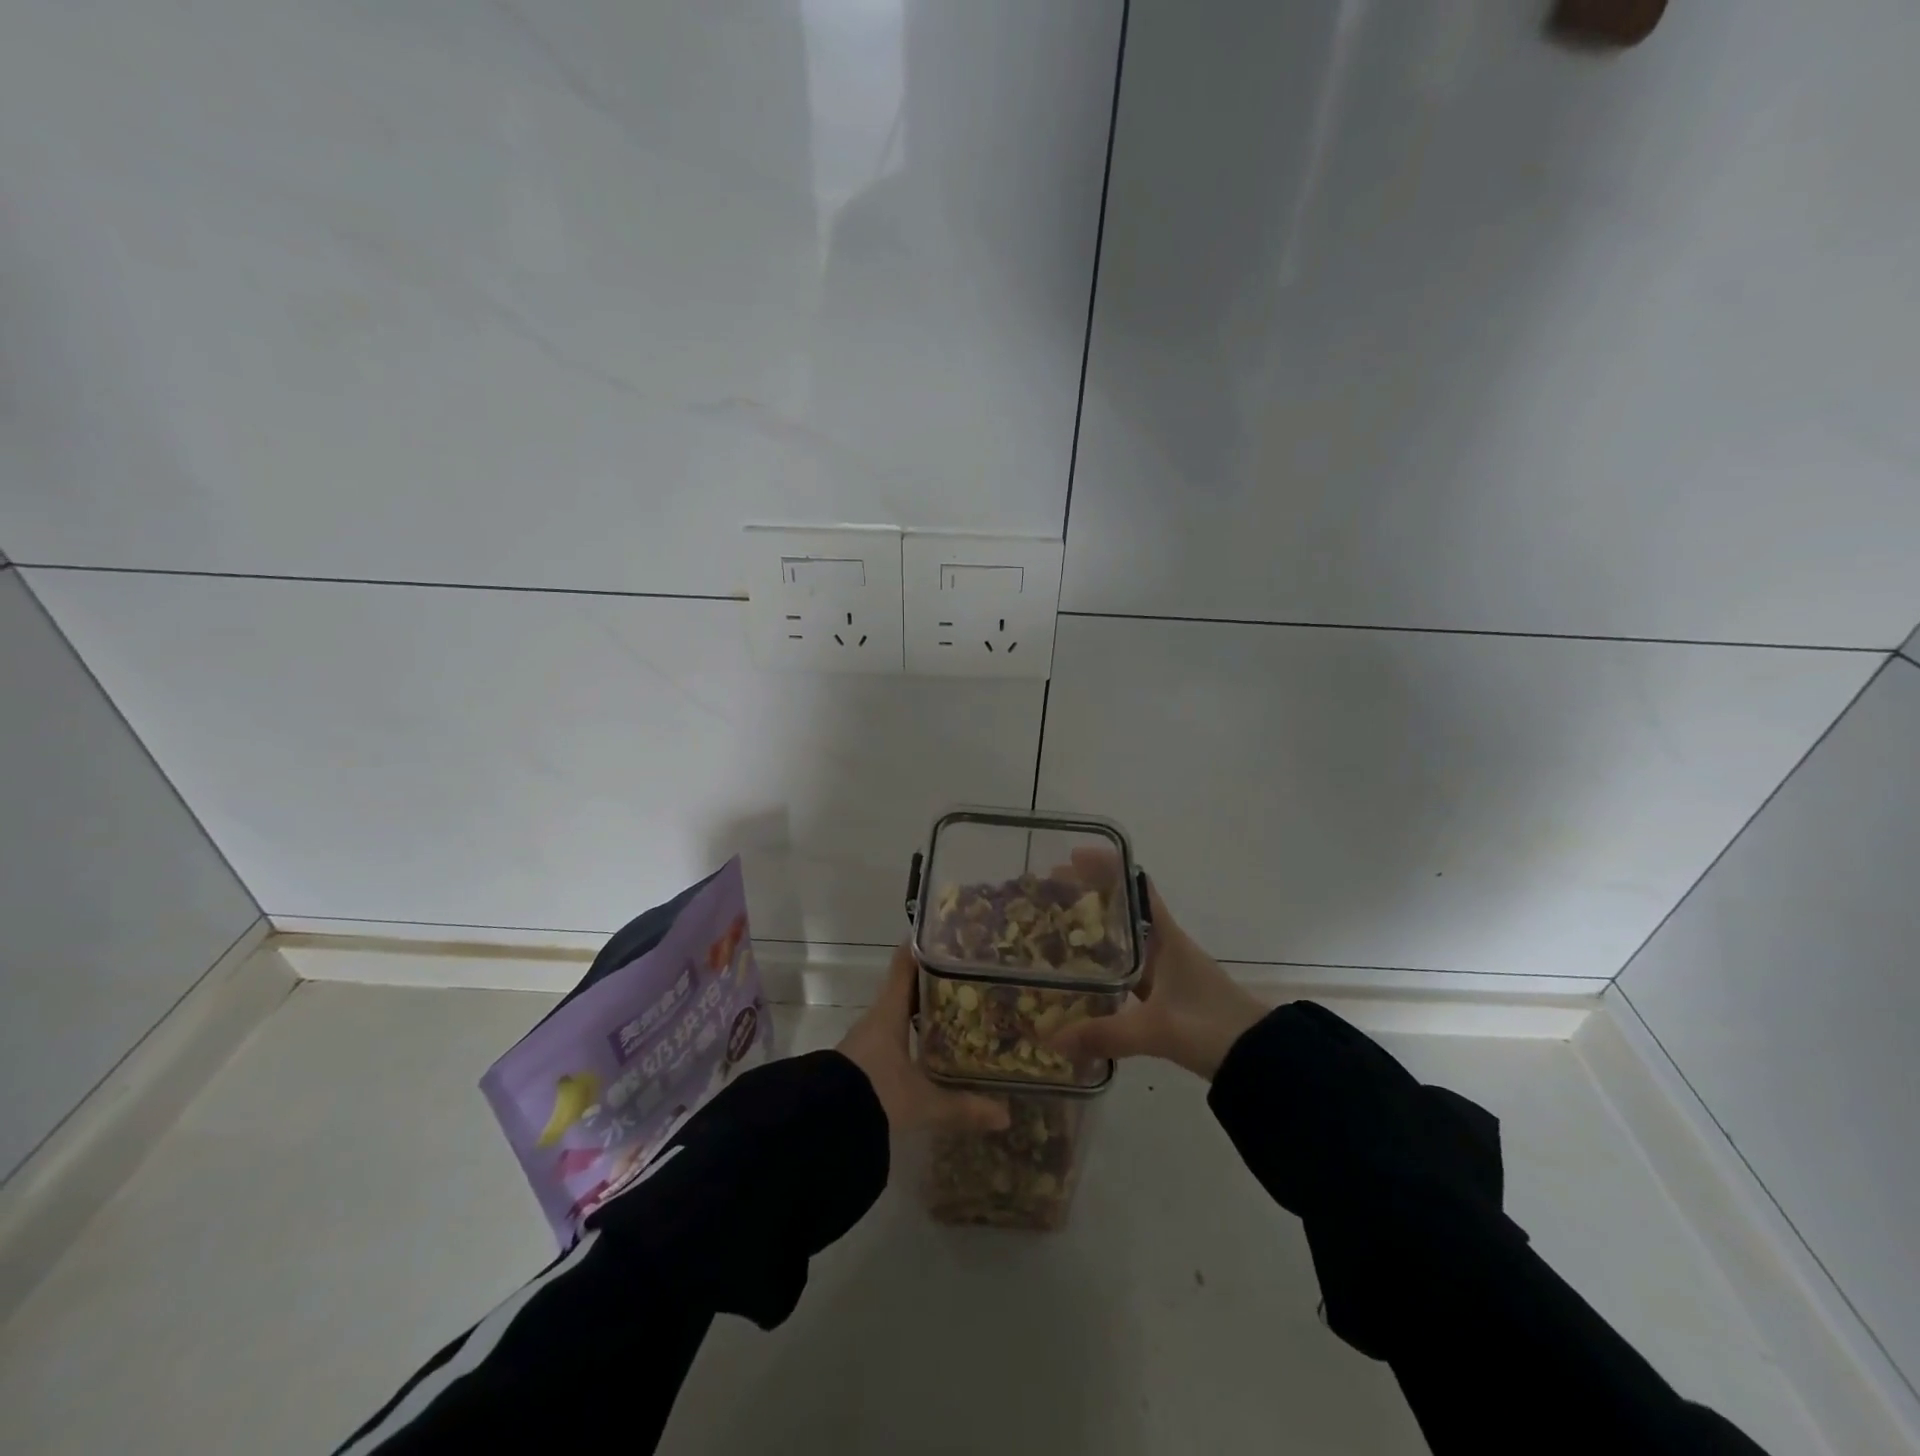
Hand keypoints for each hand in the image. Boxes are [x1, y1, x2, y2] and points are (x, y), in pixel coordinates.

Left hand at [837, 945, 1010, 1135]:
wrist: (824, 1123)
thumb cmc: (875, 1093)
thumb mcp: (923, 1101)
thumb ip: (963, 1105)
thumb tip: (1006, 1116)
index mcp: (890, 1010)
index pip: (906, 964)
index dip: (925, 946)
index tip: (950, 934)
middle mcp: (879, 1017)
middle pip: (908, 987)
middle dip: (937, 980)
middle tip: (971, 975)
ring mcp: (869, 1038)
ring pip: (901, 1011)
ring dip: (926, 1007)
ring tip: (961, 1007)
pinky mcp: (865, 1059)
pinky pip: (895, 1034)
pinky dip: (915, 1031)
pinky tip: (935, 1044)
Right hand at [1048, 856, 1266, 1079]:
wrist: (1259, 1057)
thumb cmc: (1211, 1027)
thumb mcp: (1156, 1030)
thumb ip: (1106, 1034)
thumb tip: (1053, 1040)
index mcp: (1166, 937)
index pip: (1137, 886)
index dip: (1107, 867)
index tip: (1072, 858)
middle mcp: (1165, 945)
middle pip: (1123, 908)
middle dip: (1088, 896)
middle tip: (1049, 893)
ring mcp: (1166, 970)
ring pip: (1124, 938)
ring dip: (1094, 929)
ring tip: (1055, 927)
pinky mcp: (1166, 994)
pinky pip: (1127, 968)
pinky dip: (1104, 963)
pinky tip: (1082, 974)